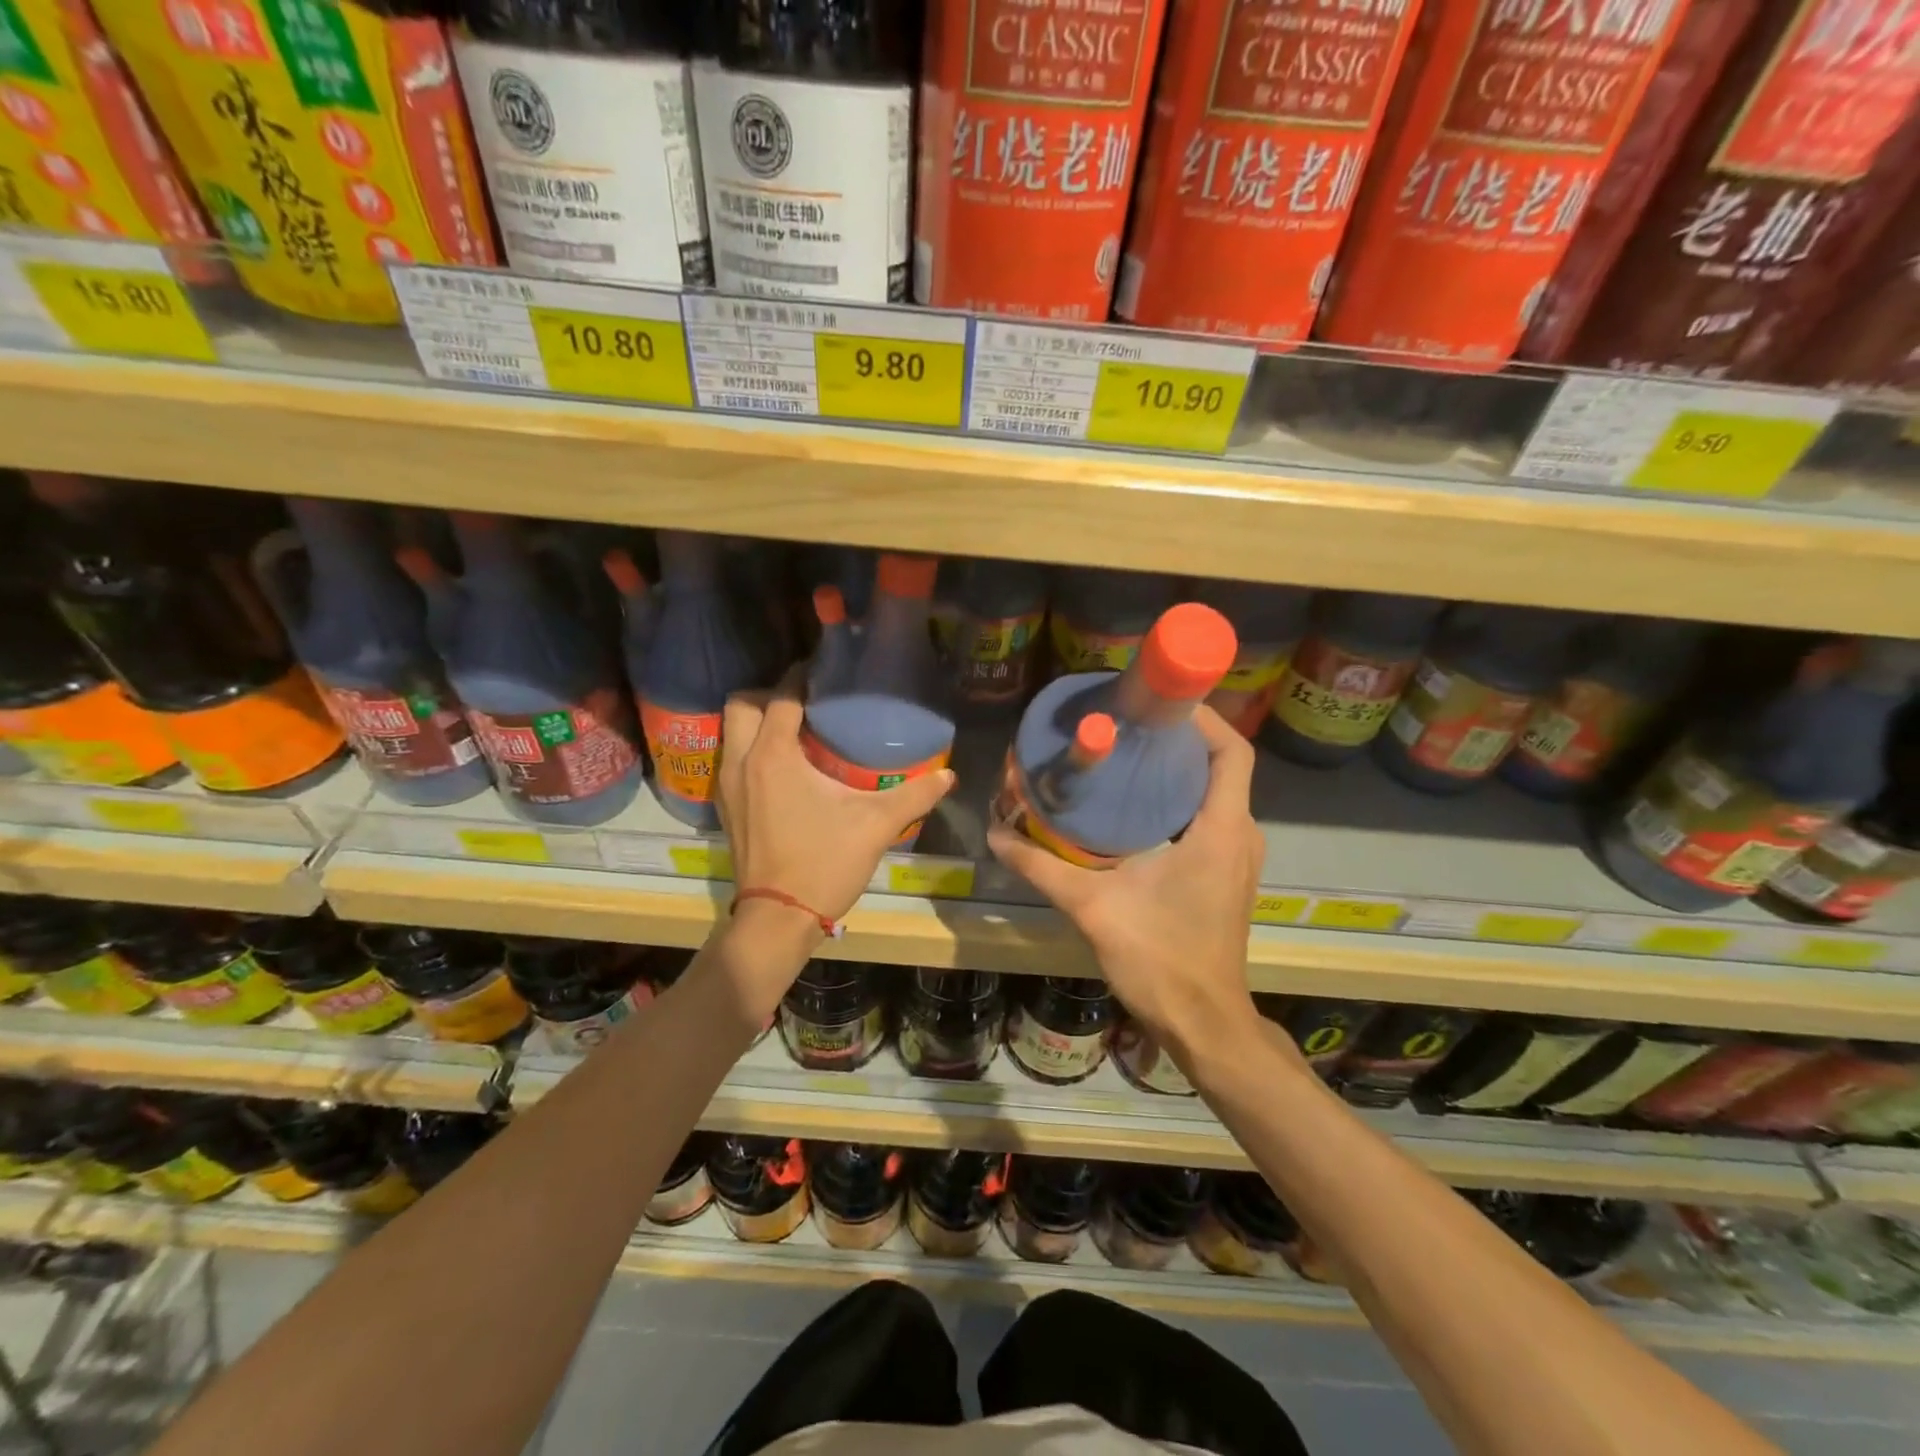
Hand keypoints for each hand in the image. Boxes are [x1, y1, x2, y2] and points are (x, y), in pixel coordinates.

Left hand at [718, 673, 956, 929]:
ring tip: (797, 730)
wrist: (778, 919)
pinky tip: (785, 767)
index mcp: (773, 755)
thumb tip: (949, 776)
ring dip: (757, 722)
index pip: (782, 696)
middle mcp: (741, 761)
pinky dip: (751, 749)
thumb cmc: (824, 864)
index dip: (802, 678)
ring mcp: (727, 785)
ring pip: (731, 731)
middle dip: (770, 694)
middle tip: (807, 704)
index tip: (826, 674)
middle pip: (743, 703)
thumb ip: (914, 795)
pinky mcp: (725, 806)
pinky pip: (731, 758)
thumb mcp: (875, 826)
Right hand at [988, 706, 1264, 1066]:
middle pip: (1219, 765)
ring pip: (1214, 791)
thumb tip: (995, 832)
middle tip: (1123, 725)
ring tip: (1124, 756)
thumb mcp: (1092, 906)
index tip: (1154, 702)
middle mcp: (1240, 834)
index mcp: (1221, 829)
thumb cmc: (1159, 958)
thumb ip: (1041, 866)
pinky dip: (1178, 799)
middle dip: (1177, 739)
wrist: (1201, 1021)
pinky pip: (1209, 816)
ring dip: (1176, 770)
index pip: (1231, 751)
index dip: (1201, 718)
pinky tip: (1134, 806)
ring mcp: (1237, 856)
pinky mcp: (1226, 873)